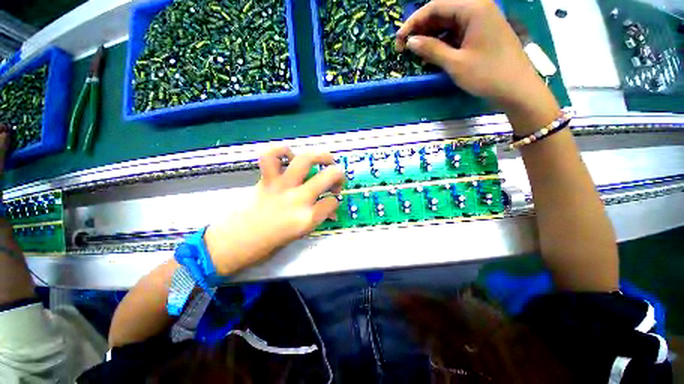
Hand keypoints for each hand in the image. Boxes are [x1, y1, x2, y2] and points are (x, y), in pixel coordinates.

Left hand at [205, 146, 343, 274]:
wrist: (234, 242)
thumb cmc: (269, 244)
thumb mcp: (300, 234)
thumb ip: (317, 218)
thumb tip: (330, 209)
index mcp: (307, 219)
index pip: (333, 202)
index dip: (335, 201)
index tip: (331, 202)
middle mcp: (298, 199)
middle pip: (328, 176)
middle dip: (338, 175)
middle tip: (336, 179)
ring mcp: (281, 186)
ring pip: (305, 160)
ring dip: (320, 156)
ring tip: (325, 159)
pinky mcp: (266, 180)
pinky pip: (271, 156)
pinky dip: (281, 151)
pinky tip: (289, 156)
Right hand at [395, 0, 548, 110]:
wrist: (517, 89)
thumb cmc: (487, 74)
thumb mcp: (455, 63)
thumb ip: (431, 49)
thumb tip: (410, 42)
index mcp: (473, 8)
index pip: (435, 6)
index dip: (413, 22)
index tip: (399, 40)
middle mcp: (478, 8)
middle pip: (442, 12)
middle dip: (421, 29)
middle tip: (405, 48)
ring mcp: (481, 21)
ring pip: (449, 23)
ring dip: (431, 36)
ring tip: (417, 53)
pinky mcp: (482, 33)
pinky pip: (457, 33)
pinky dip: (443, 42)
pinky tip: (433, 55)